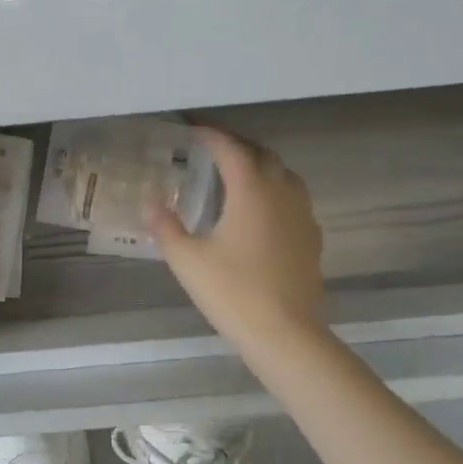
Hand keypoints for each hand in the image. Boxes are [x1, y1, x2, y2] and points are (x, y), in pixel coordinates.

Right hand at [147, 128, 326, 355]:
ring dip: (262, 166)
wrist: (284, 333)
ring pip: (285, 175)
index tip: (193, 129)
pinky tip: (262, 212)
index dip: (212, 135)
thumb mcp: (186, 259)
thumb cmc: (231, 291)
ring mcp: (303, 216)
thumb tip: (151, 202)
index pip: (231, 150)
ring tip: (239, 174)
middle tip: (214, 149)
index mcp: (251, 191)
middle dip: (238, 146)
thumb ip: (166, 226)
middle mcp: (282, 193)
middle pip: (263, 155)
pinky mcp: (312, 239)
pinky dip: (276, 192)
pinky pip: (295, 200)